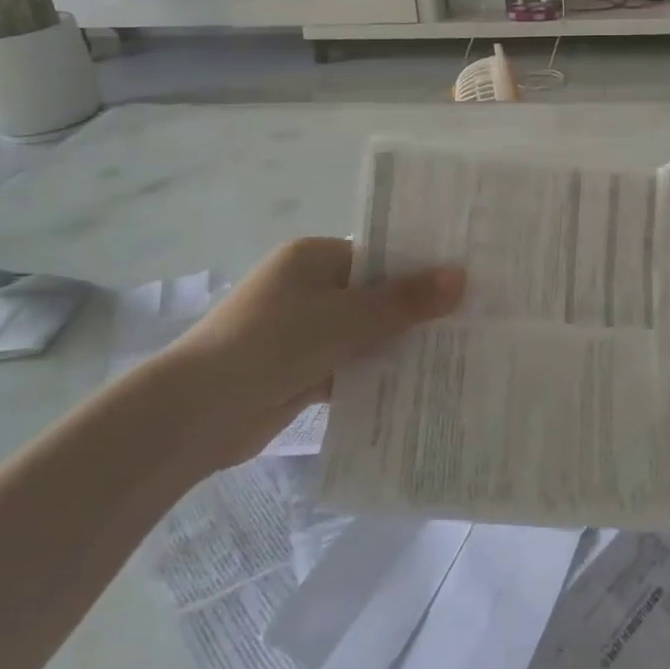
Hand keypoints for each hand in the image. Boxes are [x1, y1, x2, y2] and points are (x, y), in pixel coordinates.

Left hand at [146, 238, 464, 472]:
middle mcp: (309, 288)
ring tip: (458, 353)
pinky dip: (376, 374)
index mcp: (314, 258)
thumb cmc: (272, 344)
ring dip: (399, 345)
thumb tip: (461, 276)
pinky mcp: (302, 370)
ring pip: (365, 333)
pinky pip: (350, 365)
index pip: (379, 254)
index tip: (467, 280)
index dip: (421, 267)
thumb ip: (404, 301)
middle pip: (375, 295)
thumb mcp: (346, 318)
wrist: (197, 414)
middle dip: (416, 310)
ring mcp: (304, 331)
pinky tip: (419, 385)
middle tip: (473, 319)